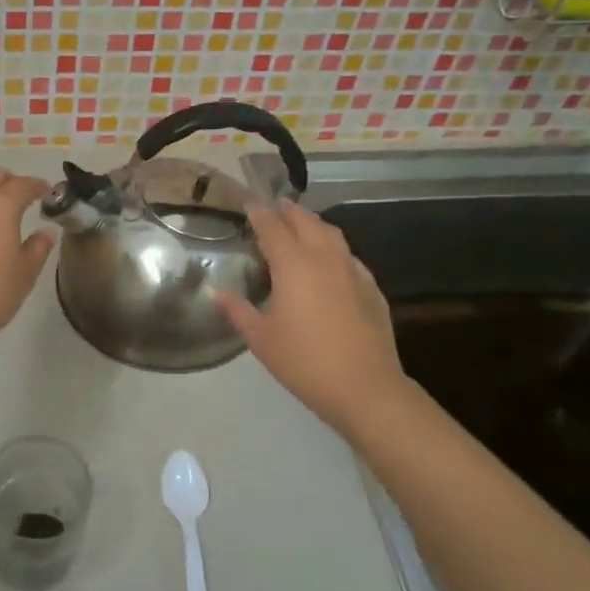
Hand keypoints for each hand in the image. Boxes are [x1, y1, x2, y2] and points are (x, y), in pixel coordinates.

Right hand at [215, 201, 412, 439]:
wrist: (364, 387)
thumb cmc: (304, 361)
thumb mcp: (261, 339)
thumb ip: (238, 311)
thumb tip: (218, 293)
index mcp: (293, 265)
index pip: (272, 228)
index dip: (259, 213)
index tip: (249, 203)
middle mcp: (324, 258)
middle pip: (306, 222)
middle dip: (288, 211)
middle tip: (274, 207)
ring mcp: (353, 271)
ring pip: (332, 234)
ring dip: (314, 224)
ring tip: (302, 225)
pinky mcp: (371, 288)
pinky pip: (350, 256)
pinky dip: (335, 249)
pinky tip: (331, 262)